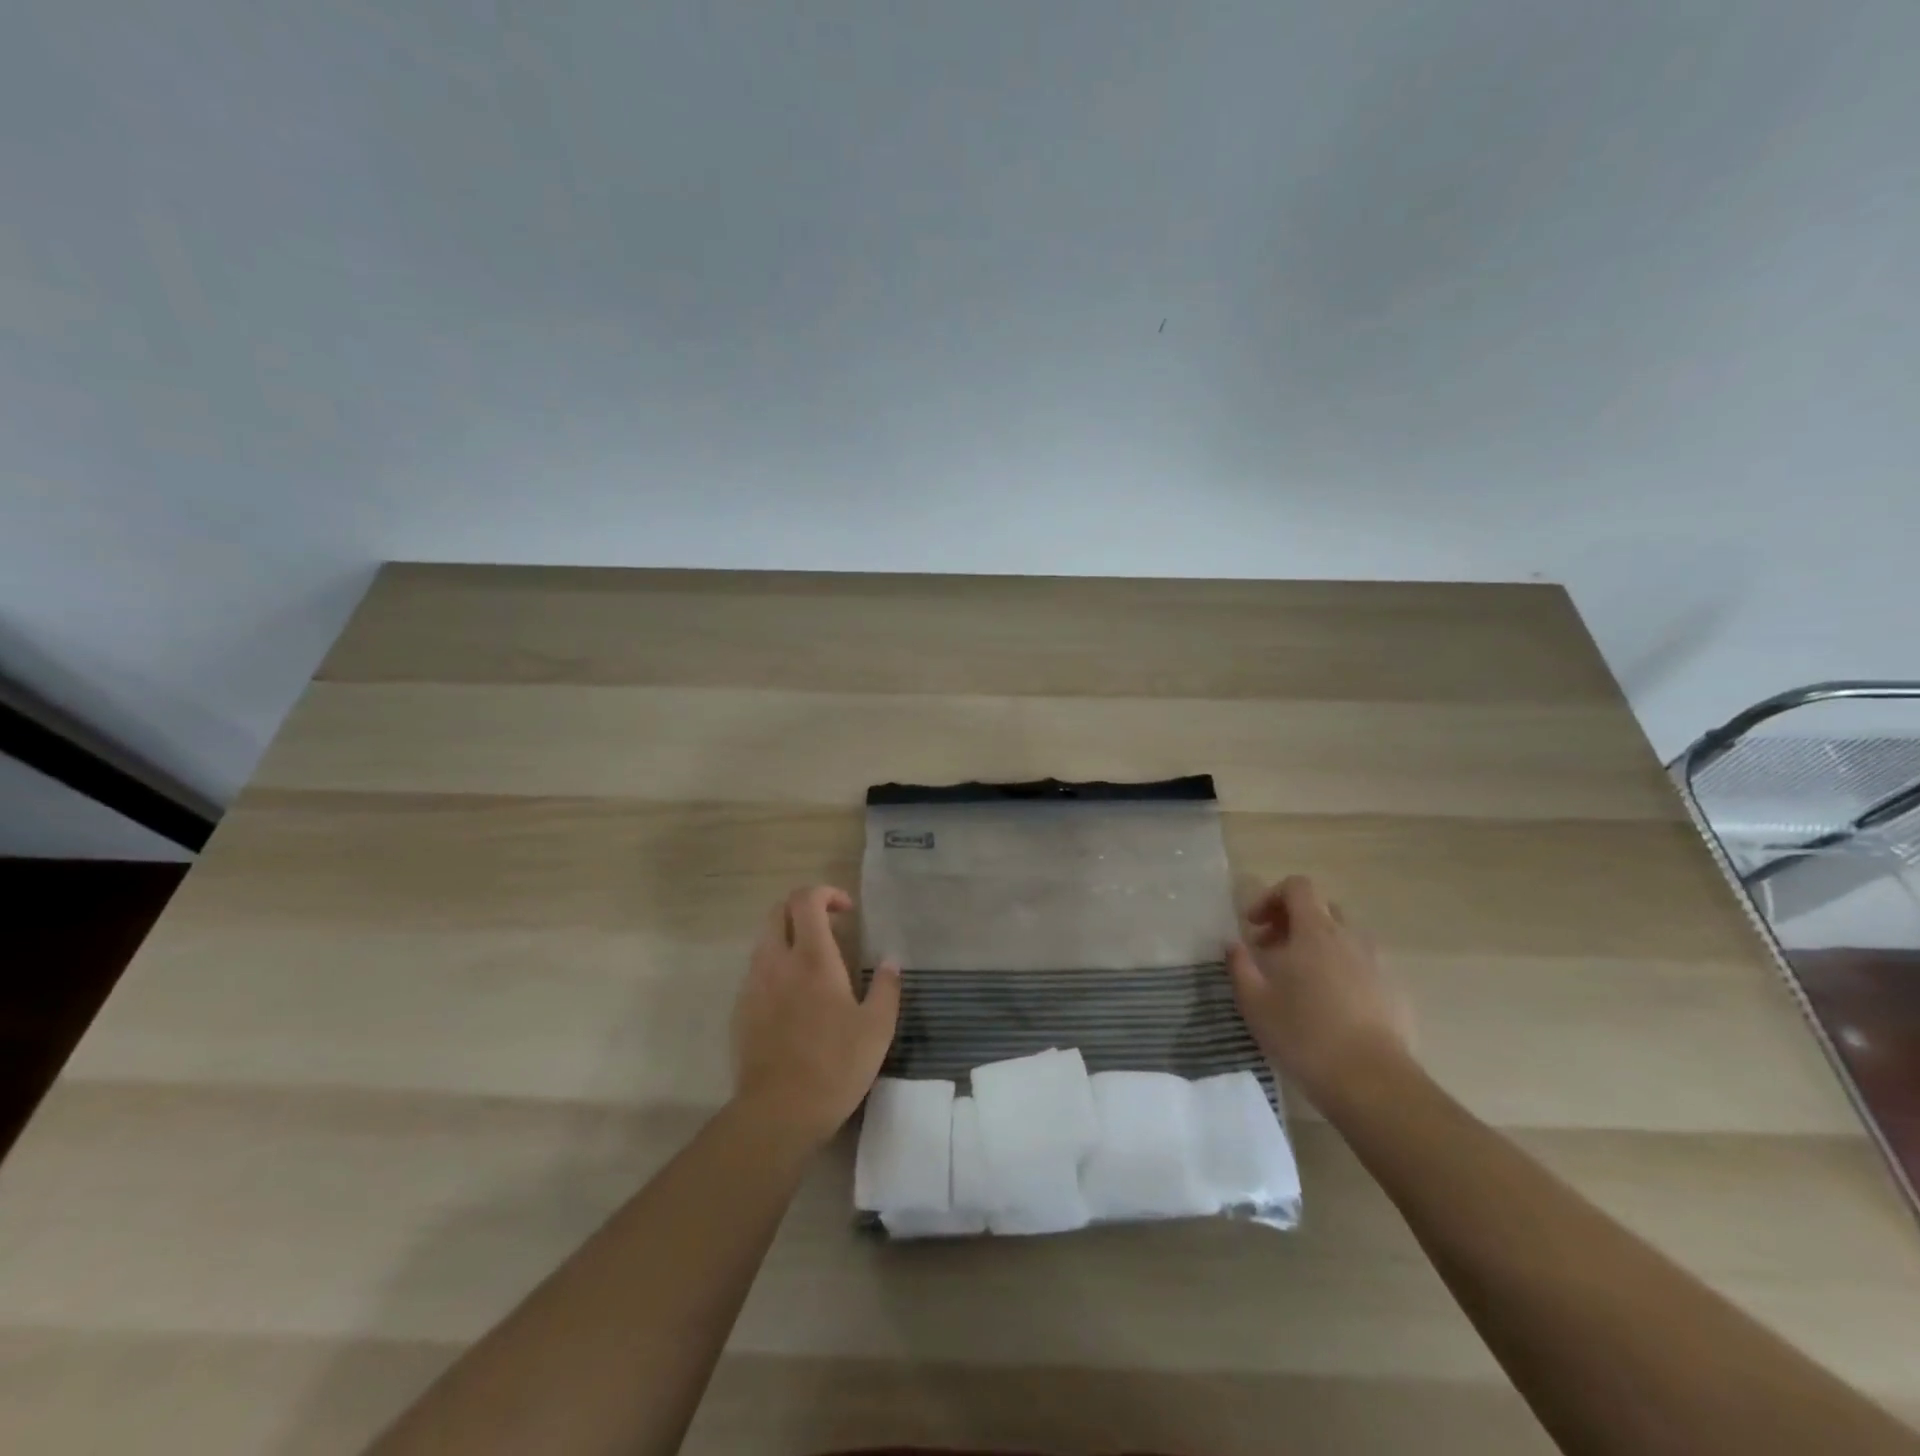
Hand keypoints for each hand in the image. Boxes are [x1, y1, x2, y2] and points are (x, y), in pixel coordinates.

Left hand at [731, 886, 901, 1145]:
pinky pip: (757, 971)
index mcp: (812, 958)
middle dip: (803, 908)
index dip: (826, 894)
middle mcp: (777, 962)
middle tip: (830, 927)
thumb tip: (891, 961)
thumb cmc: (835, 1065)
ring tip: (816, 963)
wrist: (778, 1112)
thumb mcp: (877, 1028)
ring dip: (789, 937)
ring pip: (765, 940)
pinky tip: (796, 997)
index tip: (847, 912)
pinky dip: (777, 966)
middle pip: (778, 911)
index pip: (806, 900)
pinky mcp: (742, 1010)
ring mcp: (754, 985)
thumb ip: (886, 987)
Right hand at [1226, 875, 1412, 1106]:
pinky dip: (1342, 972)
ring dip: (1318, 947)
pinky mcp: (1395, 992)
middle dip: (1293, 922)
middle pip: (1322, 910)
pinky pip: (1363, 967)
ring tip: (1300, 982)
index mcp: (1316, 932)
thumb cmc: (1304, 1035)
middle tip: (1271, 951)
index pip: (1298, 886)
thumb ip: (1239, 965)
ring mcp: (1377, 965)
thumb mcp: (1254, 1001)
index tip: (1254, 926)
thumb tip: (1234, 944)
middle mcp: (1351, 938)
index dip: (1272, 897)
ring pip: (1344, 939)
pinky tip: (1329, 1008)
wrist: (1373, 1083)